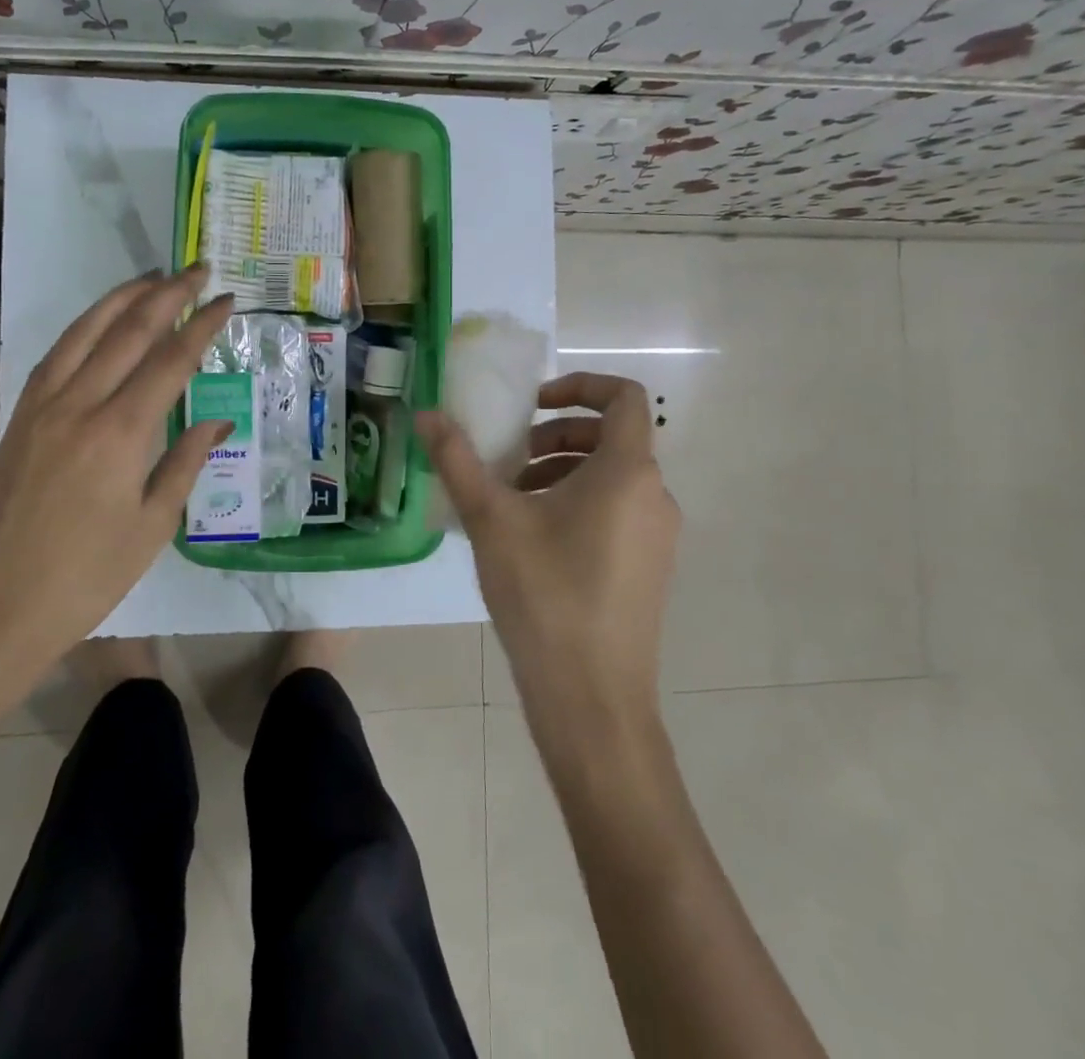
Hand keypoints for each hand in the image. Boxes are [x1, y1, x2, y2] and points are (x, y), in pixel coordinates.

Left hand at [0, 266, 234, 701]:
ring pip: (85, 332)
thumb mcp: (153, 525)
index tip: (226, 301)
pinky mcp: (20, 417)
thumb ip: (186, 462)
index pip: (171, 360)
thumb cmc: (88, 576)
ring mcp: (42, 407)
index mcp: (121, 433)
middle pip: (128, 331)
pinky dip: (83, 328)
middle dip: (167, 294)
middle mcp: (80, 405)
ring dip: (122, 298)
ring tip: (152, 277)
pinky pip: (55, 355)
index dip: (202, 325)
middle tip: (198, 270)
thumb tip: (218, 421)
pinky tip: (99, 322)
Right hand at [417, 372, 679, 719]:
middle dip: (557, 435)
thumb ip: (457, 460)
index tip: (533, 404)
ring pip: (612, 478)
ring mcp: (658, 536)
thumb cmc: (545, 595)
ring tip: (513, 502)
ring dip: (563, 471)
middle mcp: (654, 496)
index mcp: (627, 472)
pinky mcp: (649, 569)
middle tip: (510, 459)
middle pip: (613, 437)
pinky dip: (578, 504)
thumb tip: (426, 414)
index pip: (625, 397)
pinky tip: (533, 541)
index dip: (580, 385)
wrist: (592, 699)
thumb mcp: (491, 520)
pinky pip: (617, 512)